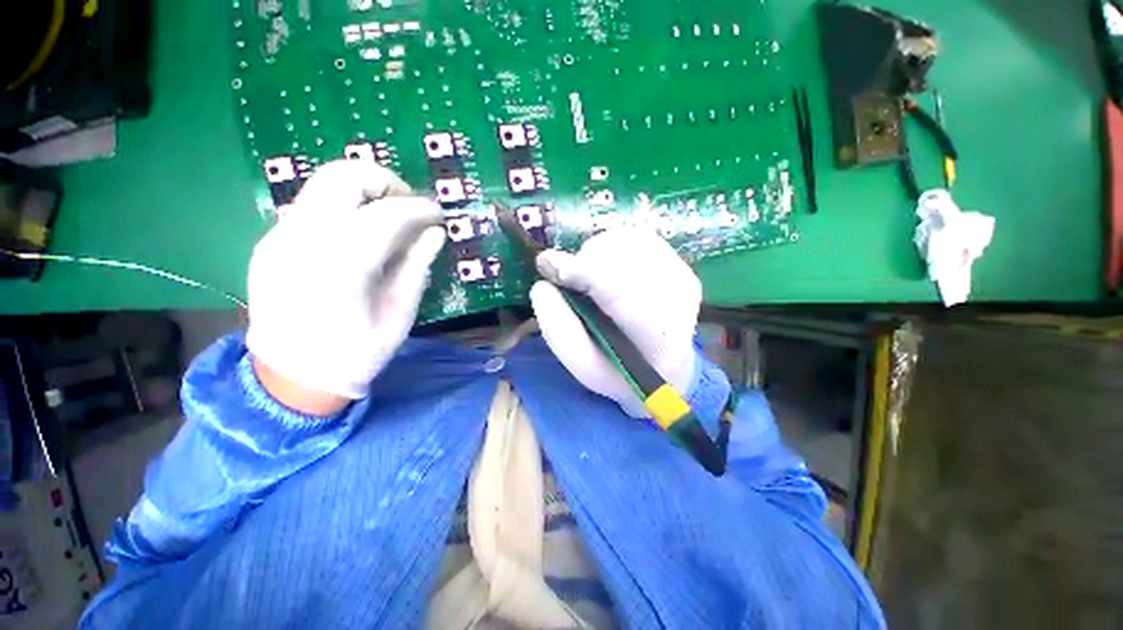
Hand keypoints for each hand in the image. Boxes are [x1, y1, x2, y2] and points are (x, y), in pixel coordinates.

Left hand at [246, 160, 445, 411]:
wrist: (290, 377)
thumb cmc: (356, 353)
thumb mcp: (399, 313)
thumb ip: (416, 266)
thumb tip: (435, 232)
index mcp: (341, 265)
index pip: (386, 214)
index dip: (419, 208)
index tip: (439, 214)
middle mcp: (302, 238)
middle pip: (342, 177)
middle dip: (384, 181)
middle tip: (409, 205)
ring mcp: (279, 236)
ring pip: (323, 184)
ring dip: (364, 191)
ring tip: (389, 217)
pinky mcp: (270, 241)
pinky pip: (312, 205)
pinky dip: (344, 207)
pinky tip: (359, 235)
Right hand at [529, 228, 700, 416]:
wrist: (664, 367)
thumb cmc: (619, 371)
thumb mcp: (582, 365)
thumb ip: (559, 330)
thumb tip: (541, 286)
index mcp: (657, 336)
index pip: (622, 291)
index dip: (582, 272)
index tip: (547, 264)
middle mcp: (678, 300)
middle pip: (625, 259)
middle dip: (586, 261)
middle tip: (568, 277)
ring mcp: (683, 278)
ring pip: (631, 242)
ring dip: (598, 251)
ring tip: (587, 274)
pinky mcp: (680, 265)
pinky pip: (639, 238)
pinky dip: (612, 245)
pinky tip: (605, 265)